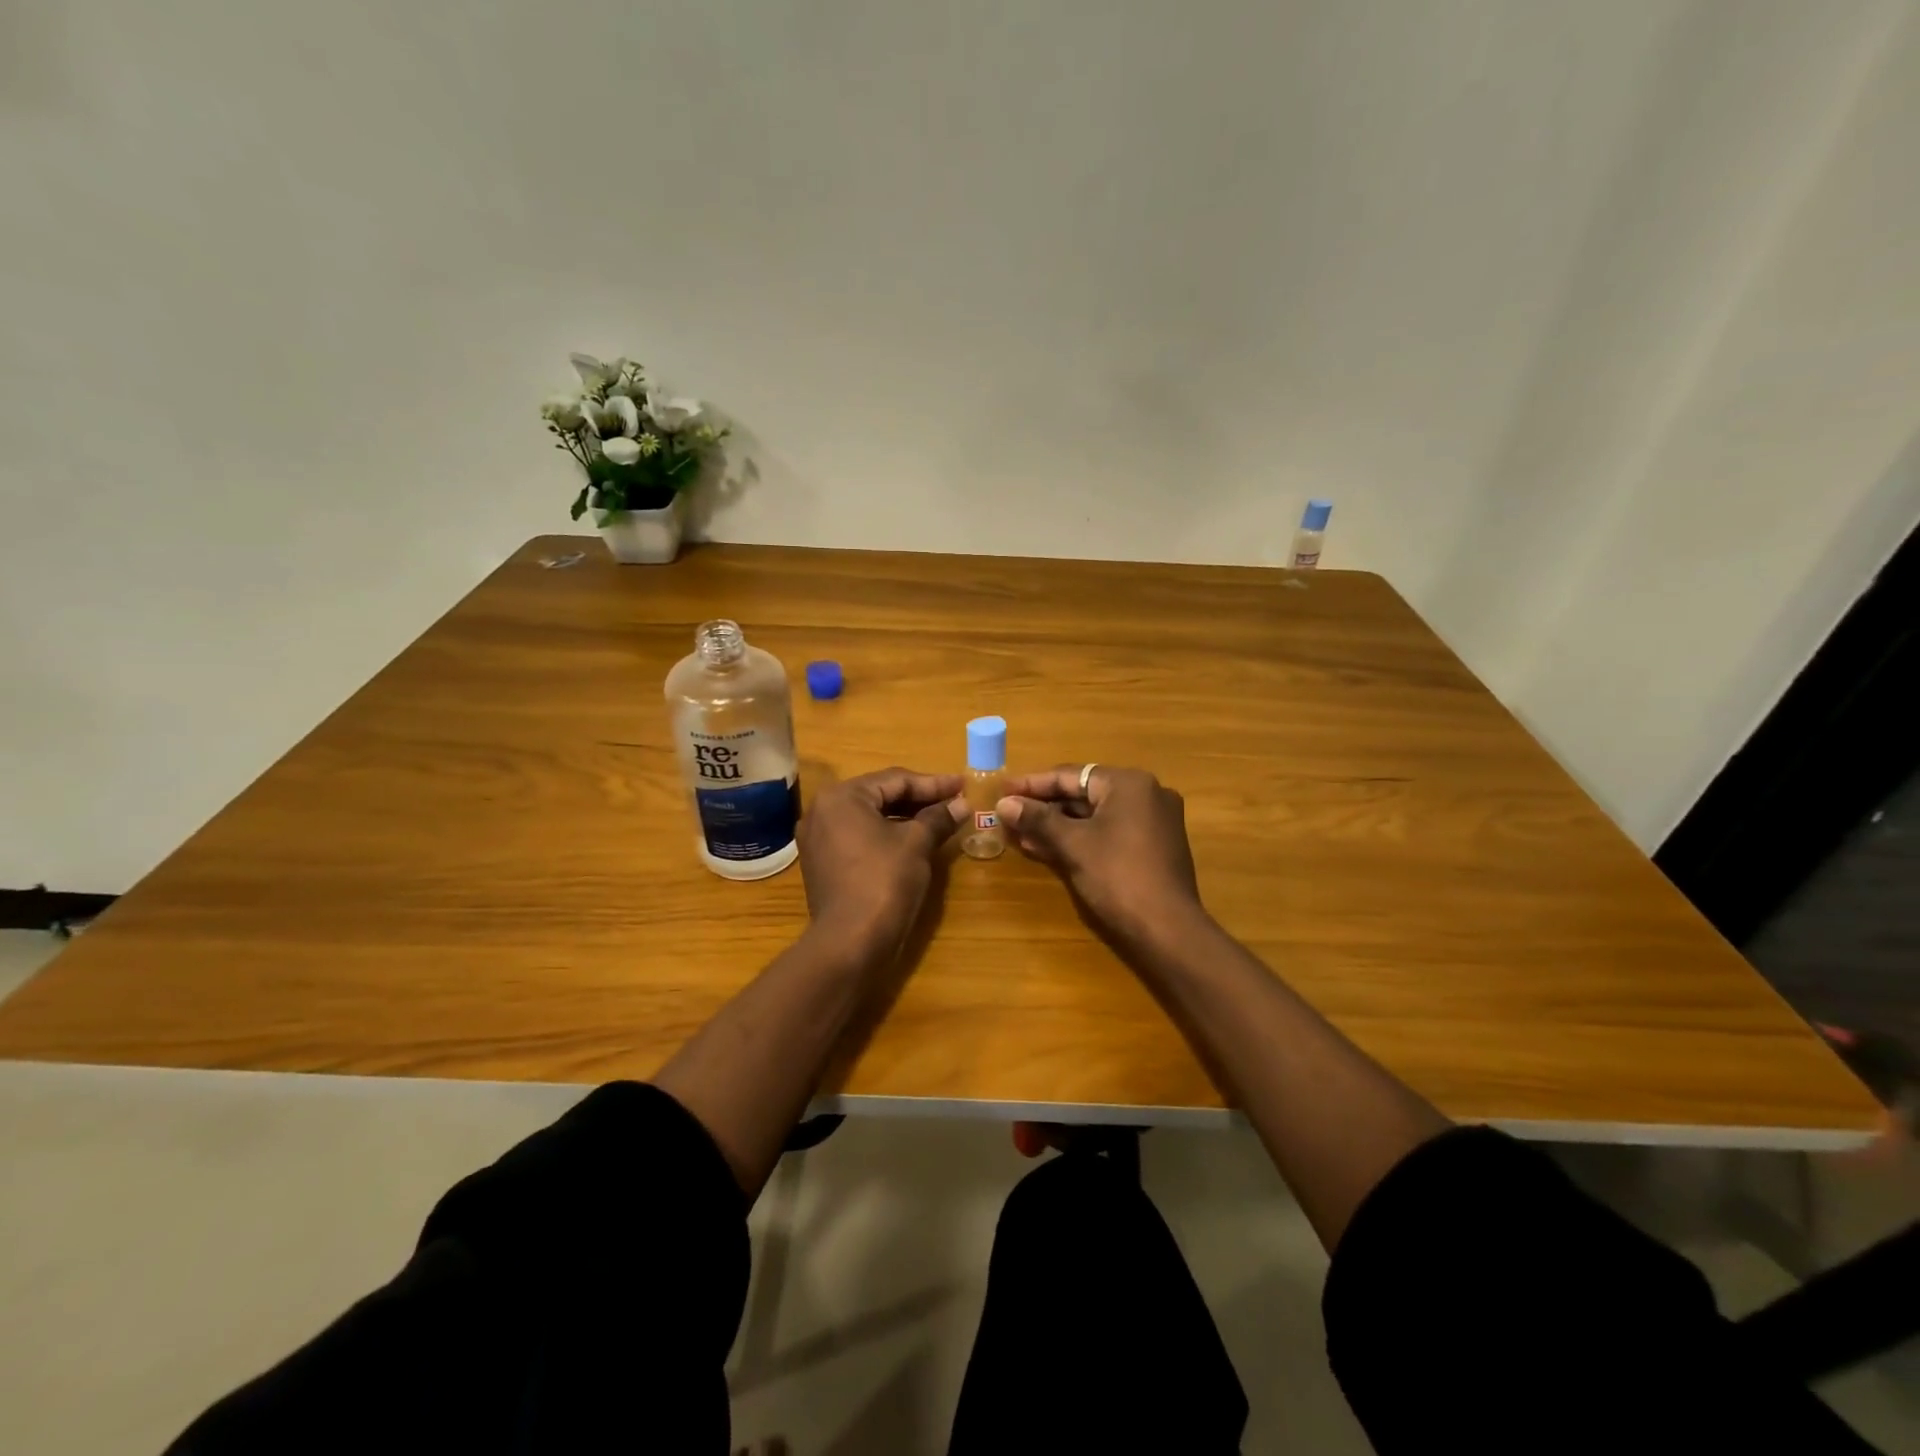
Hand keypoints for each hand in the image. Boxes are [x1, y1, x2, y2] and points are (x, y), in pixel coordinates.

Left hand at [797, 768, 964, 960]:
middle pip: (879, 796)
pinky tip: (913, 841)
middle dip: (919, 799)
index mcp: (841, 797)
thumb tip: (962, 803)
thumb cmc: (884, 882)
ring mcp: (818, 839)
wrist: (850, 942)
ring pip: (869, 818)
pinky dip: (886, 836)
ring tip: (939, 819)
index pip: (895, 780)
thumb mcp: (917, 844)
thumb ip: (939, 817)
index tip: (962, 785)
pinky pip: (859, 838)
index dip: (933, 783)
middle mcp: (822, 811)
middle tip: (954, 800)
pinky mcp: (822, 864)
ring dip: (904, 818)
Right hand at [997, 765, 1206, 948]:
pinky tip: (1049, 848)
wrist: (1168, 929)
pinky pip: (1109, 831)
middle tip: (1008, 814)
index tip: (1002, 790)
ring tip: (1020, 834)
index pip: (1071, 775)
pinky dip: (1081, 837)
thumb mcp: (1073, 845)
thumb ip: (1037, 819)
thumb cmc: (1118, 877)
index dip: (1032, 784)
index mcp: (1129, 783)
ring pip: (1095, 815)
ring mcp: (1154, 820)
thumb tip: (1004, 803)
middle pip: (1083, 793)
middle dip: (1044, 807)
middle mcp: (1146, 793)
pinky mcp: (1154, 845)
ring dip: (1058, 825)